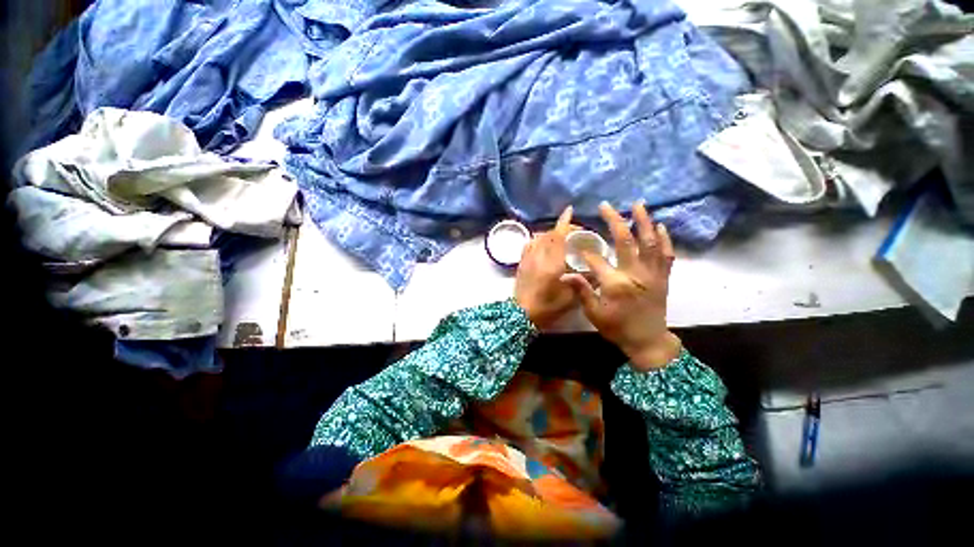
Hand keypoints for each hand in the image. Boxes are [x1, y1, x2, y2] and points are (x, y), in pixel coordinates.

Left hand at [514, 206, 576, 328]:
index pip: (558, 236)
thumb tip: (596, 271)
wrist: (520, 315)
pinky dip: (537, 240)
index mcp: (552, 262)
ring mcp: (527, 259)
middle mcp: (538, 256)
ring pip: (538, 238)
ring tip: (558, 237)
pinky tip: (542, 246)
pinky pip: (529, 245)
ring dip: (549, 233)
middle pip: (548, 234)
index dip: (565, 222)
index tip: (570, 210)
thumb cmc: (546, 307)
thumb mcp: (570, 297)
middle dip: (560, 227)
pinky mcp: (521, 264)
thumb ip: (583, 282)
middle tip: (572, 229)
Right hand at [562, 202, 680, 370]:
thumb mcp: (594, 313)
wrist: (648, 341)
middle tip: (605, 206)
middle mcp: (635, 273)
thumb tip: (565, 274)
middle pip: (625, 241)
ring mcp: (652, 273)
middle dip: (613, 221)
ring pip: (649, 242)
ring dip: (643, 221)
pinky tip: (659, 225)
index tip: (577, 244)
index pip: (597, 259)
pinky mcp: (663, 276)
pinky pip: (666, 253)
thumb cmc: (617, 327)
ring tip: (638, 204)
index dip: (585, 251)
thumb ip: (581, 290)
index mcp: (615, 283)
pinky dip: (664, 238)